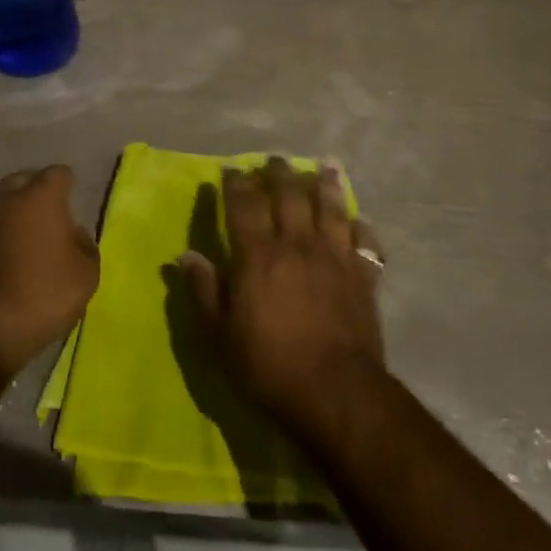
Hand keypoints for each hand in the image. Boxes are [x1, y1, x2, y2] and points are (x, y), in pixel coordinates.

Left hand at [0, 166, 99, 381]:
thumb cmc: (42, 297)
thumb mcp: (86, 274)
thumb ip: (83, 244)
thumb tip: (71, 234)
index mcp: (38, 198)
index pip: (58, 174)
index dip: (67, 184)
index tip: (71, 199)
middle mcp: (0, 200)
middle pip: (20, 181)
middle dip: (33, 192)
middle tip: (45, 216)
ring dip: (4, 214)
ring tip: (15, 235)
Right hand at [178, 158, 387, 451]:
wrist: (335, 391)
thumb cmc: (269, 365)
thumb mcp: (221, 335)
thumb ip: (205, 291)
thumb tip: (185, 256)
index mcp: (258, 255)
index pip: (244, 205)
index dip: (237, 183)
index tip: (232, 168)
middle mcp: (297, 245)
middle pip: (289, 196)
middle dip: (280, 173)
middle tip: (275, 159)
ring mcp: (334, 257)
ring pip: (330, 208)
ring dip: (325, 184)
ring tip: (324, 165)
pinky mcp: (363, 276)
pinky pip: (365, 242)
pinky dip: (361, 227)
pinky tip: (359, 220)